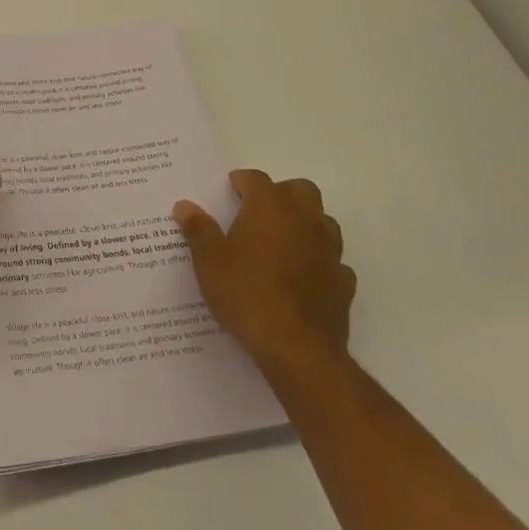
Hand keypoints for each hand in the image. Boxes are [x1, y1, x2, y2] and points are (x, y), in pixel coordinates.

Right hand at [174, 169, 354, 379]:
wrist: (297, 350)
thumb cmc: (246, 294)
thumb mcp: (209, 262)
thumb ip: (198, 230)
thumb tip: (185, 205)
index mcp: (269, 209)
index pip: (257, 179)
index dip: (241, 181)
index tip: (229, 191)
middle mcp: (304, 222)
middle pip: (301, 190)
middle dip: (281, 193)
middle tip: (257, 211)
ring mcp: (329, 252)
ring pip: (323, 221)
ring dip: (305, 223)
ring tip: (280, 241)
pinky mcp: (343, 284)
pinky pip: (334, 261)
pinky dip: (319, 260)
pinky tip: (302, 276)